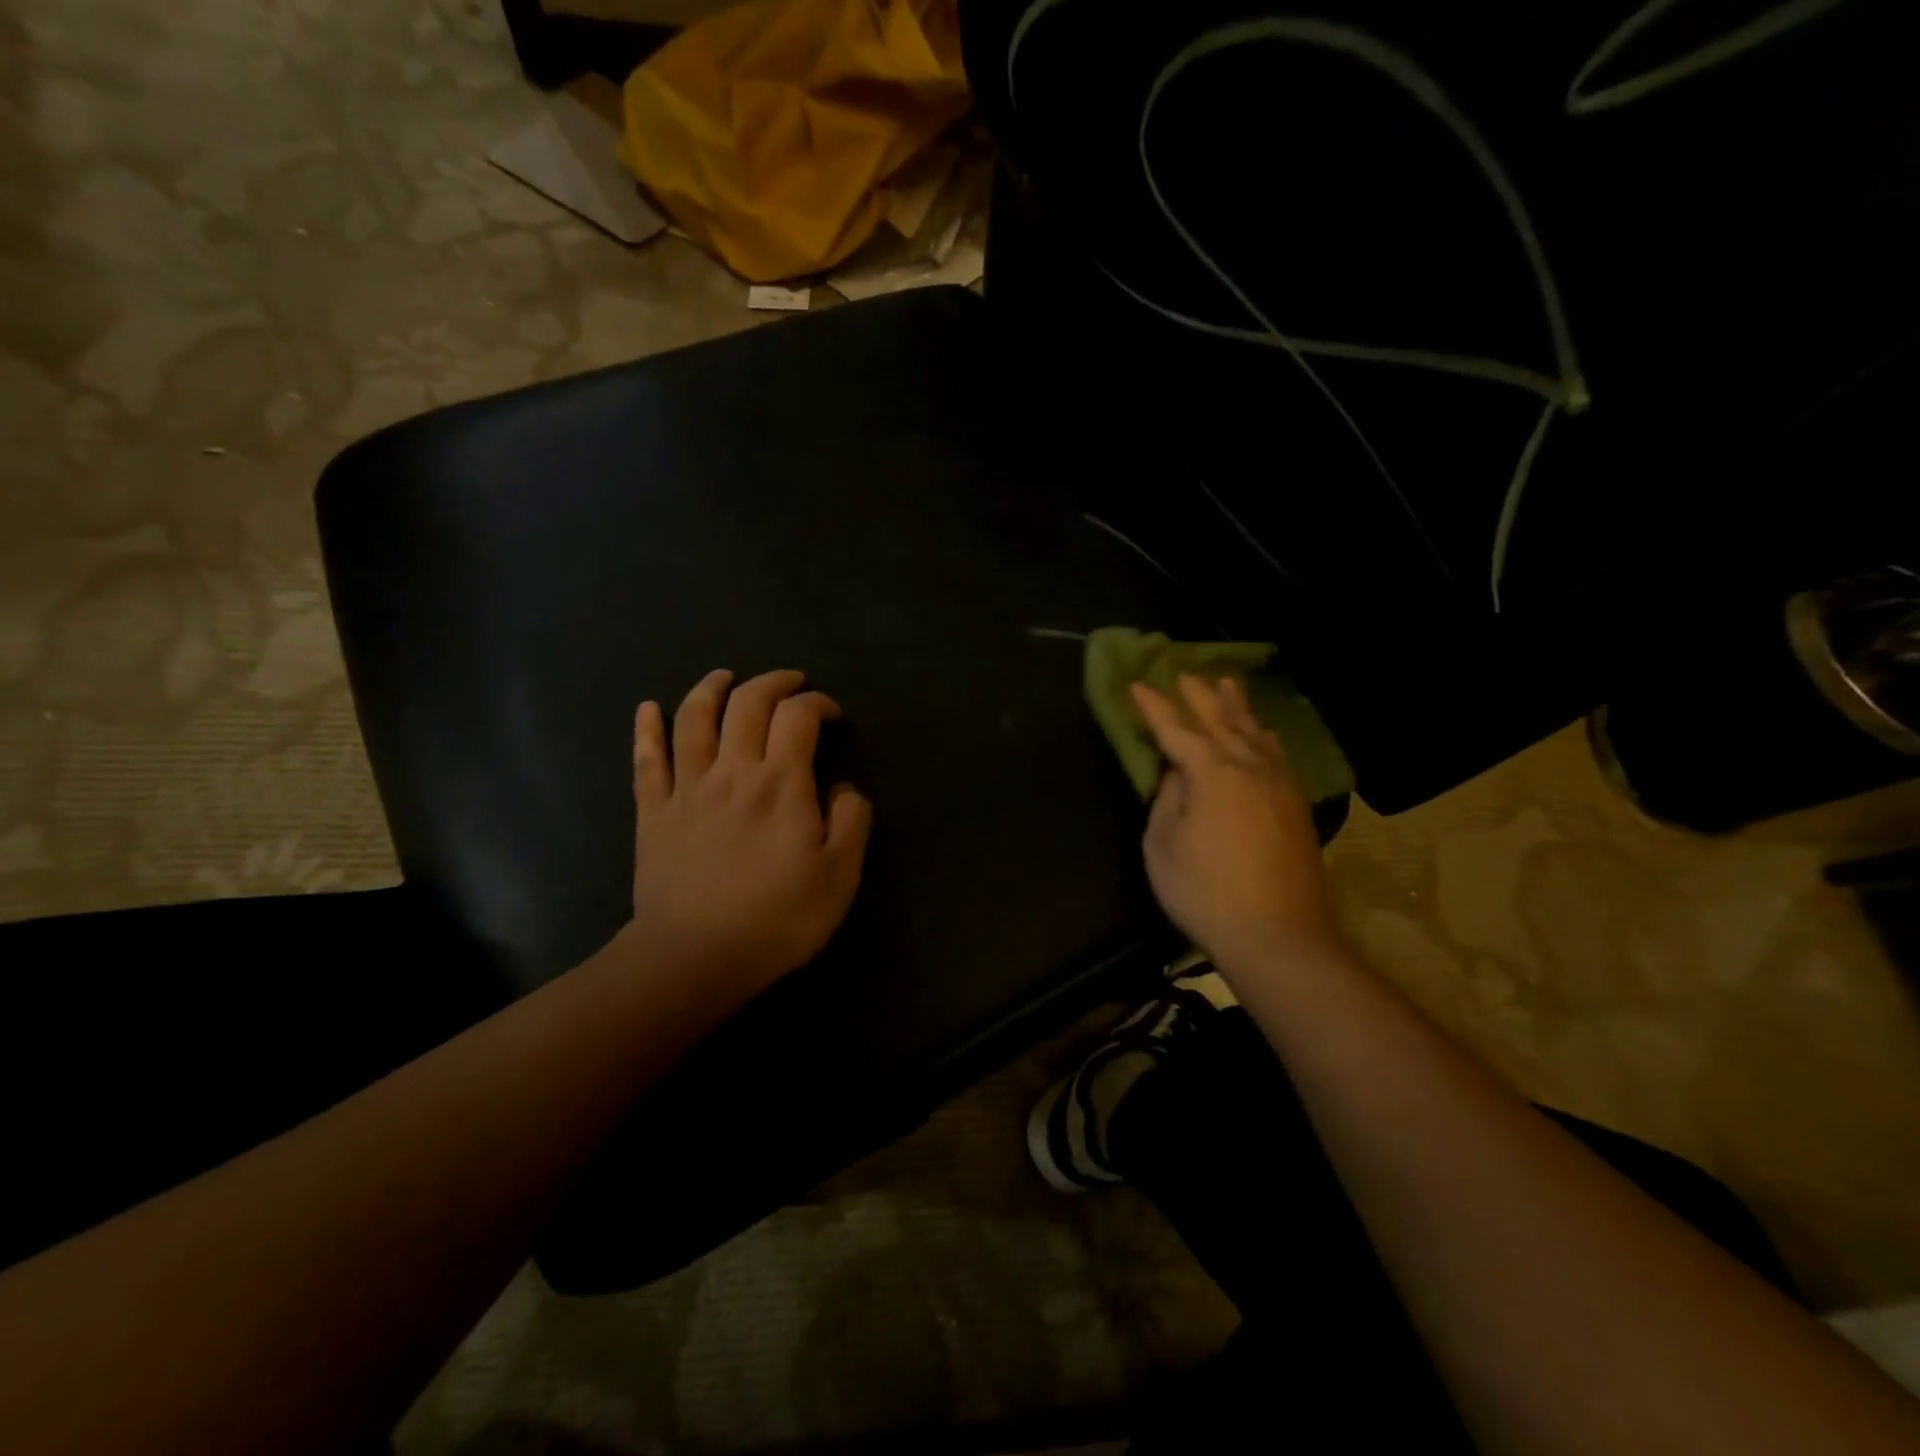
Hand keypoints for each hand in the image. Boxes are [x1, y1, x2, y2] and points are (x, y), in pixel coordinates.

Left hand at [625, 668, 871, 1010]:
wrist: (694, 958)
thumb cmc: (776, 918)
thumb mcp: (840, 875)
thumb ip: (851, 821)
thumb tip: (843, 787)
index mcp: (781, 782)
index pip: (799, 716)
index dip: (818, 703)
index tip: (831, 716)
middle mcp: (732, 770)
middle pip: (747, 703)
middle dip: (773, 682)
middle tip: (791, 683)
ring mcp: (687, 787)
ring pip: (694, 718)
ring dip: (711, 688)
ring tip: (725, 677)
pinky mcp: (654, 811)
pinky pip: (647, 759)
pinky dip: (646, 728)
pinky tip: (648, 707)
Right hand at [1132, 675, 1340, 971]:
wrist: (1278, 936)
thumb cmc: (1205, 891)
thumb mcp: (1163, 845)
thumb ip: (1168, 799)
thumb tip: (1178, 773)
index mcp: (1213, 773)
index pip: (1177, 729)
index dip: (1154, 707)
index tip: (1136, 684)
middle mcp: (1251, 767)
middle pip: (1222, 720)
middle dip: (1199, 695)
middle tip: (1184, 672)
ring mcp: (1280, 785)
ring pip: (1255, 732)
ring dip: (1237, 706)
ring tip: (1227, 685)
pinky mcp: (1296, 806)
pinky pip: (1275, 753)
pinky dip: (1261, 734)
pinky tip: (1261, 734)